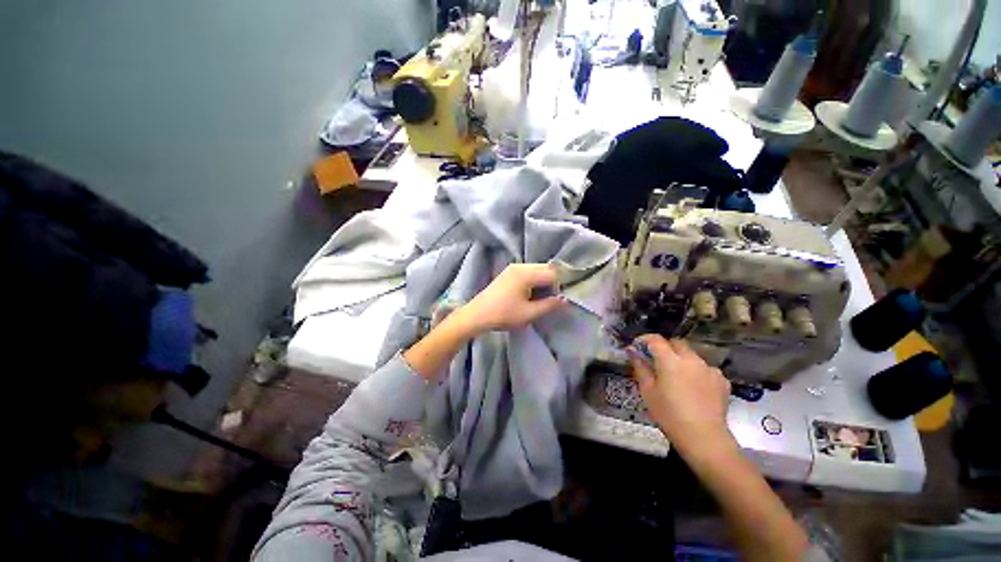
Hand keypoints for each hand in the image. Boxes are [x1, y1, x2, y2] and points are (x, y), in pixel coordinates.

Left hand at [458, 263, 566, 333]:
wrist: (477, 315)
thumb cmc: (503, 315)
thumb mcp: (529, 313)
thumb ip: (549, 305)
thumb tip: (565, 299)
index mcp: (526, 274)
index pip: (552, 274)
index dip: (559, 286)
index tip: (558, 299)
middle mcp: (520, 266)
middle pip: (545, 268)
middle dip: (552, 282)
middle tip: (551, 298)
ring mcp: (512, 268)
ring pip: (537, 269)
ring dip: (543, 281)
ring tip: (540, 298)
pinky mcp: (508, 272)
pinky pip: (528, 272)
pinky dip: (534, 280)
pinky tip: (530, 293)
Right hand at [627, 335, 733, 454]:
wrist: (704, 437)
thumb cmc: (669, 414)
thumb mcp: (648, 391)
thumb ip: (640, 367)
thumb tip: (631, 350)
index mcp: (670, 360)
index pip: (655, 340)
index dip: (644, 339)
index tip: (638, 347)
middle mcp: (691, 359)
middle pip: (676, 343)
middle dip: (665, 347)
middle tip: (658, 362)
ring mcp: (709, 369)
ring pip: (692, 356)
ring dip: (682, 360)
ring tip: (678, 378)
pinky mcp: (722, 380)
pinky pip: (706, 369)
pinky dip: (697, 373)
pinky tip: (694, 388)